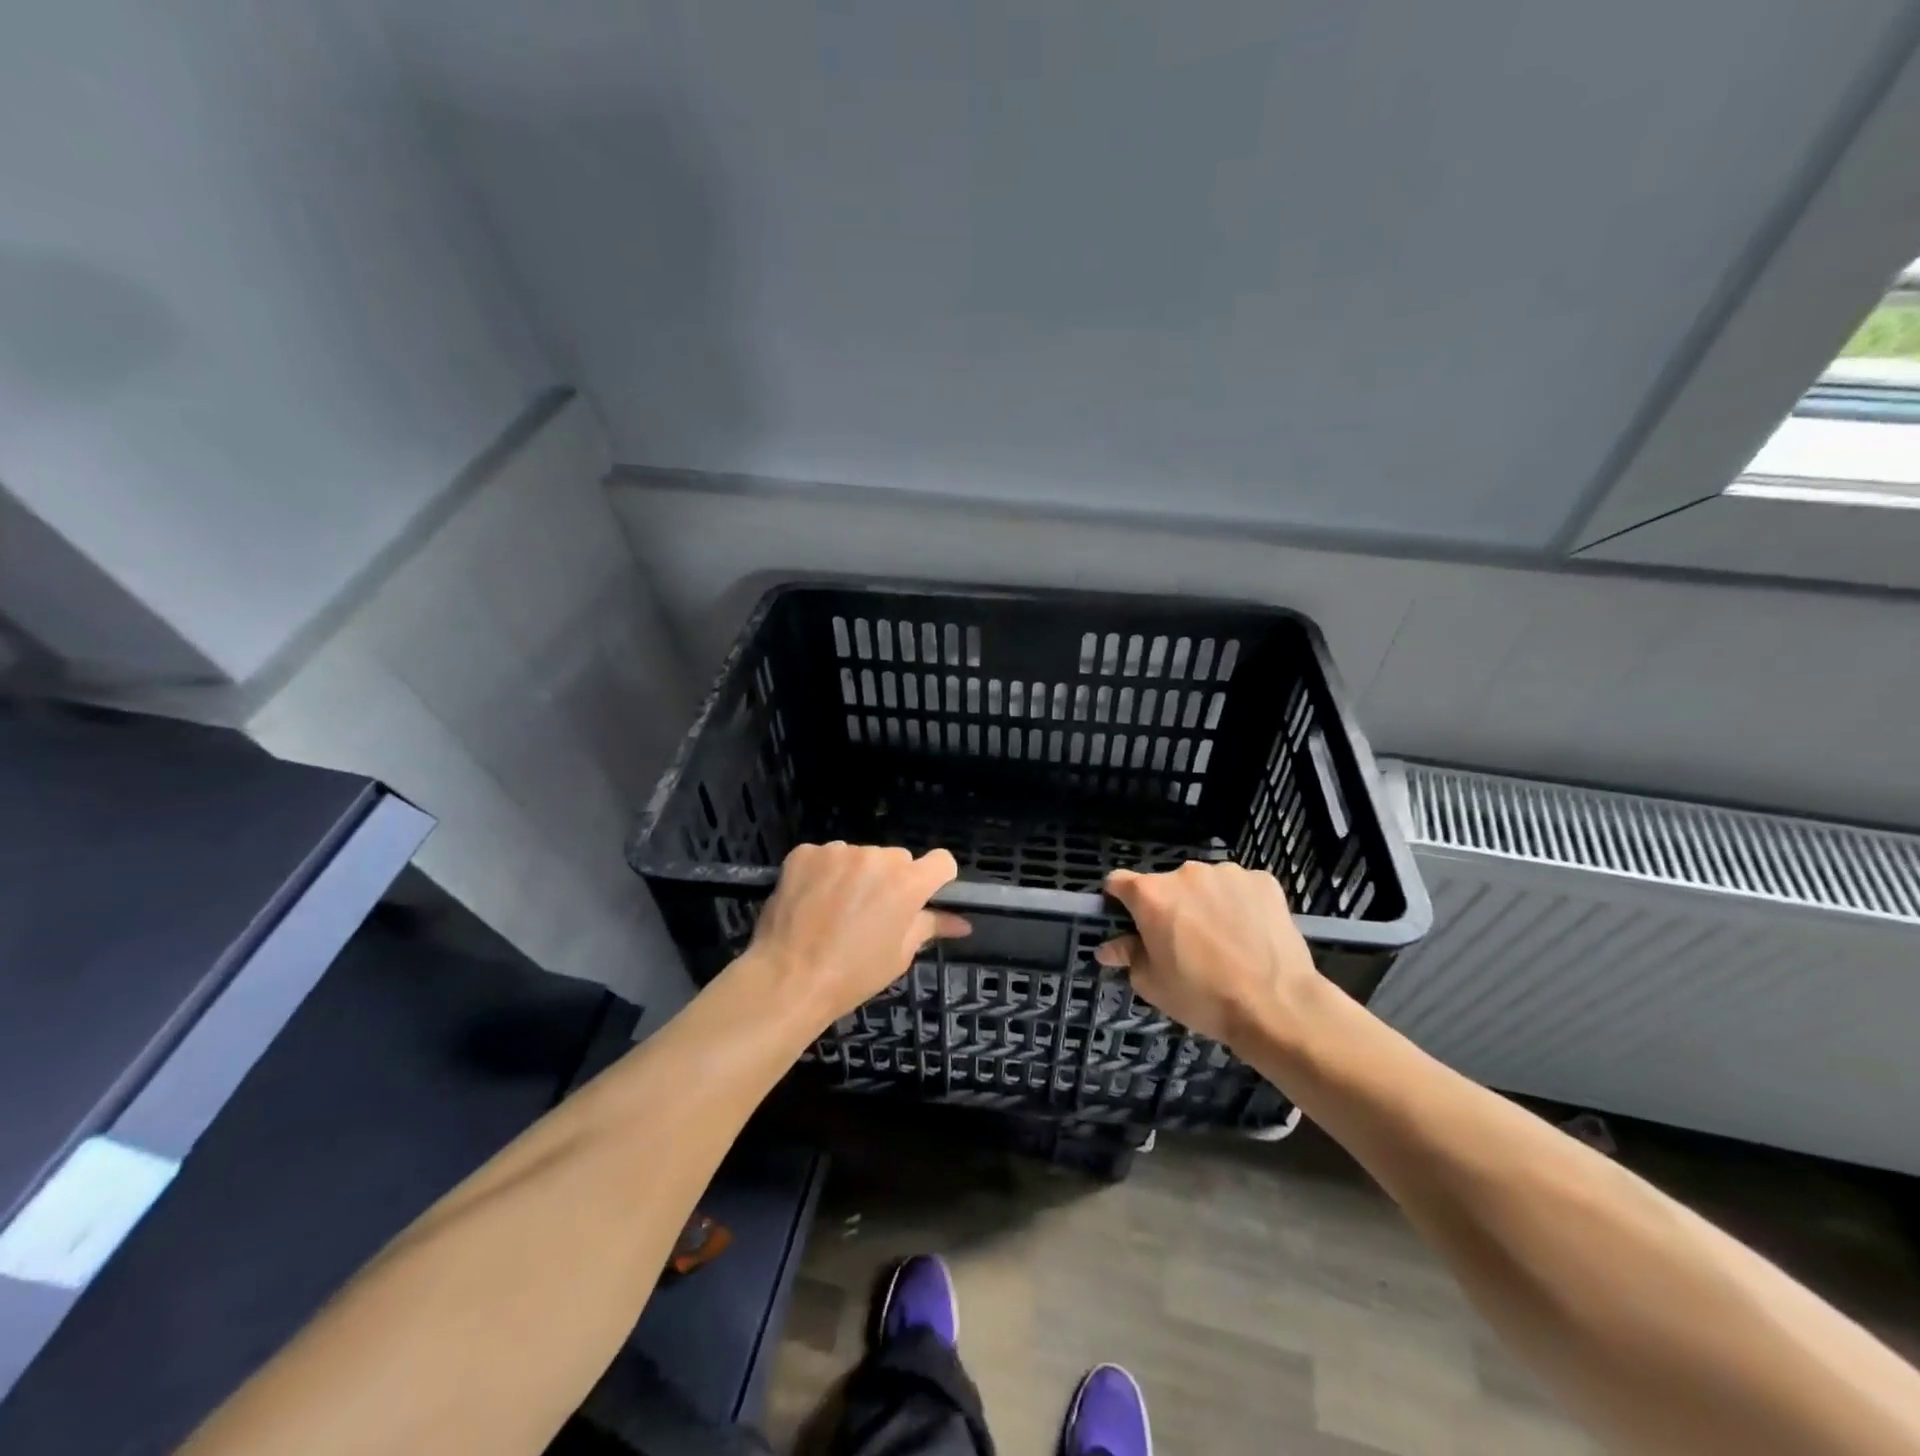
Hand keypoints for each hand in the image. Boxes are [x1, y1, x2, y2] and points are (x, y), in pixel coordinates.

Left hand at [746, 843, 970, 1025]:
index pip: (941, 861)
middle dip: (892, 880)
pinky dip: (823, 873)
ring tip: (836, 909)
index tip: (924, 897)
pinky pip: (825, 856)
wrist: (787, 979)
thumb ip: (930, 927)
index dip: (936, 879)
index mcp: (907, 882)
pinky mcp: (805, 852)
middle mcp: (877, 857)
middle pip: (897, 859)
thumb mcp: (899, 955)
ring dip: (856, 874)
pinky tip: (812, 899)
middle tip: (873, 913)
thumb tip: (962, 923)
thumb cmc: (852, 974)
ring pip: (860, 856)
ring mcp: (839, 851)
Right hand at [1095, 861, 1321, 1045]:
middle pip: (1166, 885)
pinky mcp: (1263, 880)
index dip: (1119, 901)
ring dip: (1204, 903)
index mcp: (1151, 894)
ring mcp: (1227, 873)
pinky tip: (1250, 933)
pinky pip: (1240, 888)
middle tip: (1183, 943)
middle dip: (1169, 907)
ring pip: (1205, 885)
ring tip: (1223, 939)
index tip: (1129, 922)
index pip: (1118, 882)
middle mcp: (1185, 873)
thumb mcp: (1153, 984)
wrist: (1277, 1006)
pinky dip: (1239, 904)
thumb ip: (1128, 956)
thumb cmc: (1203, 997)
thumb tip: (1108, 948)